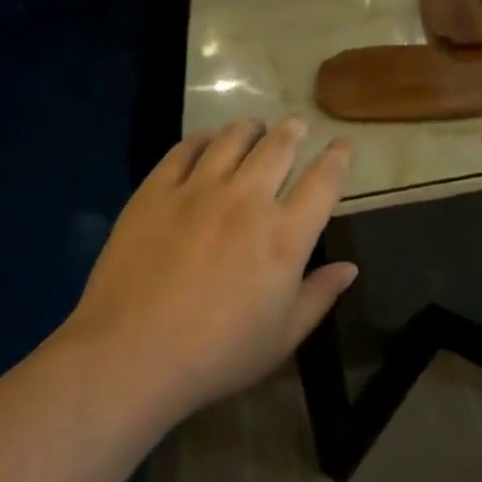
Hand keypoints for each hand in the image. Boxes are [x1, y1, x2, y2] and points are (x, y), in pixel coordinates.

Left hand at [64, 119, 356, 417]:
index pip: (324, 181)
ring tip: (255, 127)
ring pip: (233, 139)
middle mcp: (248, 200)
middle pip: (279, 148)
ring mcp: (199, 190)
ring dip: (251, 128)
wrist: (131, 355)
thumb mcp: (282, 338)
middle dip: (294, 131)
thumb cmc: (216, 355)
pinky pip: (185, 149)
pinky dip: (204, 138)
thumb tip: (350, 268)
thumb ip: (319, 296)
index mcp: (285, 236)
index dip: (339, 157)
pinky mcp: (157, 190)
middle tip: (297, 126)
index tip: (345, 143)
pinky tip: (207, 140)